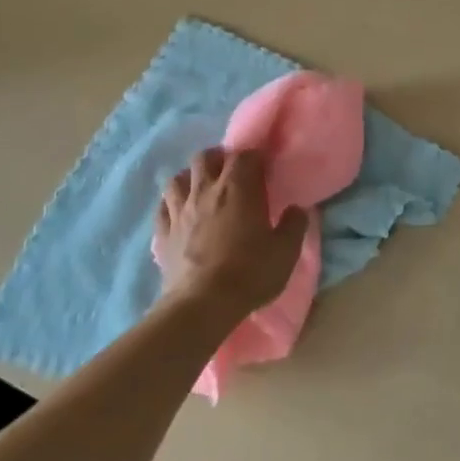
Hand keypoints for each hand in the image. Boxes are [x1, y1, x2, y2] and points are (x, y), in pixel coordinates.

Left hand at [151, 148, 307, 319]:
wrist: (202, 305)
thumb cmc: (249, 272)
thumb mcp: (286, 251)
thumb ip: (294, 225)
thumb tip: (296, 209)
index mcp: (238, 188)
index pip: (245, 155)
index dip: (256, 157)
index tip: (265, 168)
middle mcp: (205, 191)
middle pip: (206, 157)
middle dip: (219, 159)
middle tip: (233, 174)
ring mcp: (179, 211)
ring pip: (178, 178)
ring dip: (192, 177)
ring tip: (203, 188)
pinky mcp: (163, 233)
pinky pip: (163, 206)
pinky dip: (172, 203)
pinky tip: (180, 211)